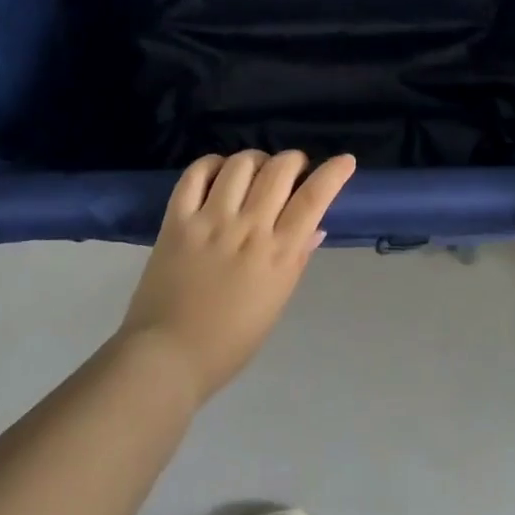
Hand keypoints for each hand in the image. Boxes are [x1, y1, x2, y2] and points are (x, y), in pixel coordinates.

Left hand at [120, 150, 355, 402]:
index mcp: (278, 253)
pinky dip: (212, 164)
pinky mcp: (177, 219)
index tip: (344, 160)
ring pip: (240, 164)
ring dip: (255, 159)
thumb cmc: (231, 340)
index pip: (313, 198)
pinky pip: (196, 174)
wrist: (169, 355)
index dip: (333, 173)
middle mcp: (248, 228)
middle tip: (292, 170)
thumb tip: (314, 227)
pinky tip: (218, 172)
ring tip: (254, 170)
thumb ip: (295, 259)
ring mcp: (210, 220)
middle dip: (293, 160)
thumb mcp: (276, 301)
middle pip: (279, 170)